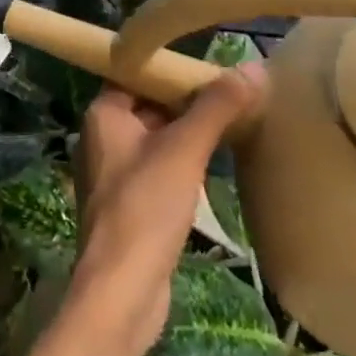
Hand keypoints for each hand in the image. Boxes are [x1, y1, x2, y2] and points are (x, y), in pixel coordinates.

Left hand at [69, 63, 266, 352]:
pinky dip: (185, 161)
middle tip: (233, 91)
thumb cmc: (145, 209)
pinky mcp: (130, 204)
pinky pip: (160, 167)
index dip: (173, 68)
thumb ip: (215, 107)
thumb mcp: (184, 151)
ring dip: (189, 132)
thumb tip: (252, 68)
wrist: (121, 292)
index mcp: (103, 114)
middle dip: (187, 100)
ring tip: (234, 121)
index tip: (212, 63)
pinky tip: (217, 164)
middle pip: (149, 104)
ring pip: (157, 137)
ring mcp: (115, 172)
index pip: (137, 72)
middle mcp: (102, 137)